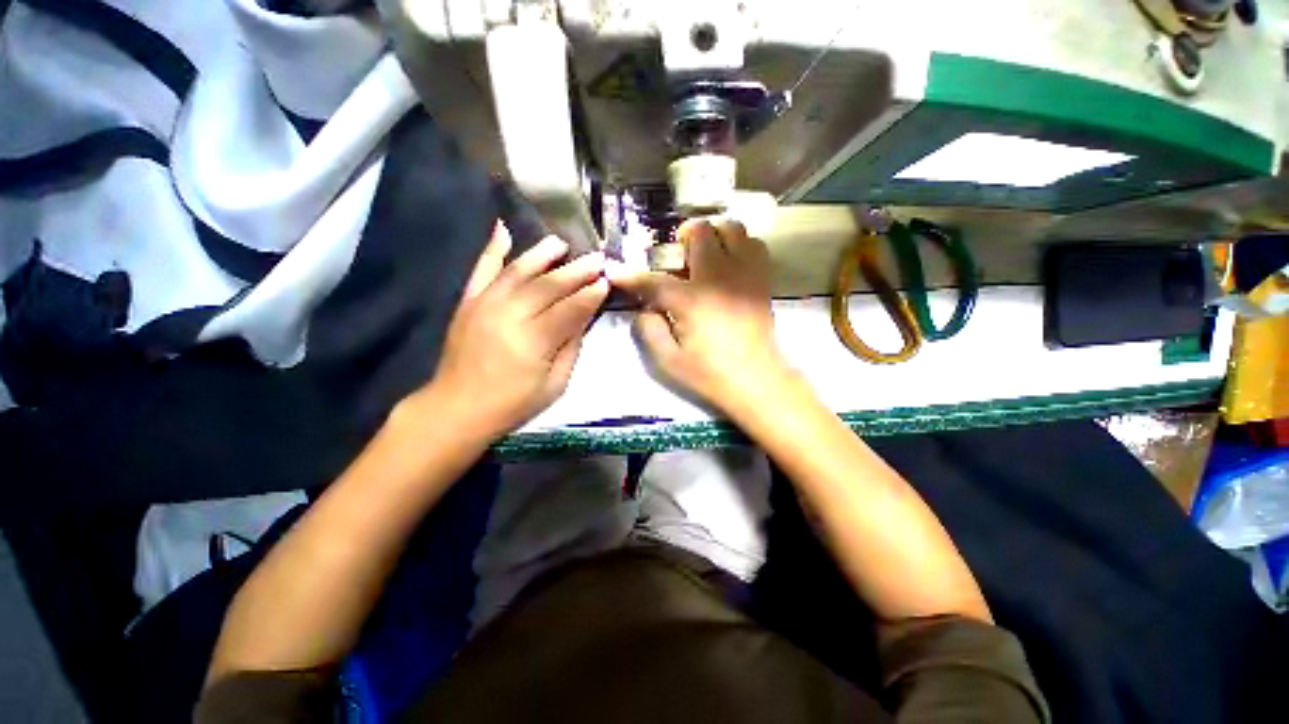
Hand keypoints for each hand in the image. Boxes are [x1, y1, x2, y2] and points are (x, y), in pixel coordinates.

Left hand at [421, 223, 607, 439]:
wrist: (457, 408)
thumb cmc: (512, 404)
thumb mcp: (555, 385)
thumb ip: (571, 348)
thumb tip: (583, 317)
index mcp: (533, 342)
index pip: (569, 309)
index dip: (590, 294)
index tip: (606, 281)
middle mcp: (508, 316)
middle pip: (547, 286)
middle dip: (575, 271)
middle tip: (597, 258)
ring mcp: (484, 305)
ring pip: (518, 272)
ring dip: (541, 254)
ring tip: (561, 243)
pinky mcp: (468, 302)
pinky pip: (481, 270)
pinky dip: (492, 249)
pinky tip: (503, 229)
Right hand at [607, 219, 792, 413]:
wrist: (757, 381)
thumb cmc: (710, 373)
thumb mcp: (668, 360)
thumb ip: (649, 329)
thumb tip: (644, 308)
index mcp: (691, 299)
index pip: (654, 279)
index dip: (631, 276)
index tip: (617, 273)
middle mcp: (718, 276)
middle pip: (699, 231)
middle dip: (681, 239)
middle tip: (676, 260)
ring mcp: (745, 273)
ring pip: (732, 228)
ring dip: (713, 236)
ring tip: (705, 257)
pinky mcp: (763, 279)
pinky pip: (754, 245)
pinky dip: (739, 246)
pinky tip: (730, 264)